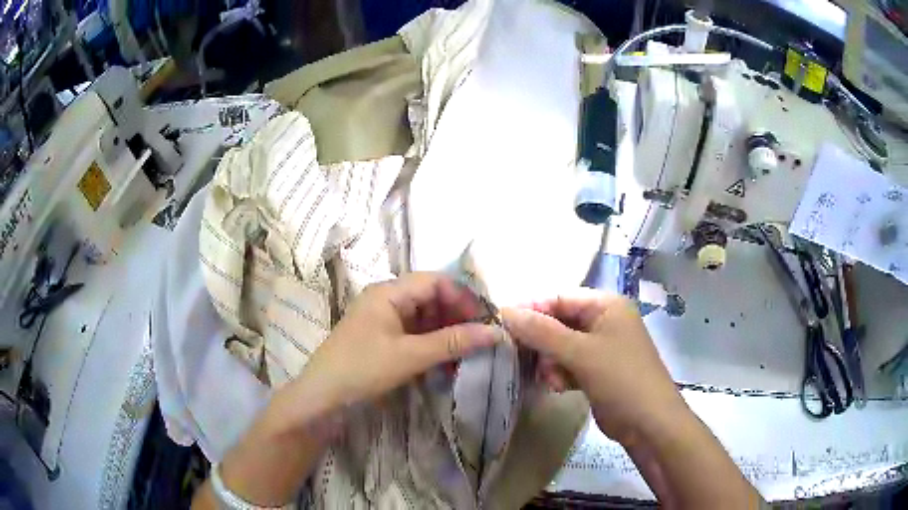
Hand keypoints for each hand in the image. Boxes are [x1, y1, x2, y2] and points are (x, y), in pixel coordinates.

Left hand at [284, 272, 499, 423]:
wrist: (322, 399)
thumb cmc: (362, 369)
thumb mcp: (410, 356)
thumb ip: (452, 342)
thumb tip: (495, 332)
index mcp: (388, 292)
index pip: (435, 281)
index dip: (463, 298)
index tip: (484, 321)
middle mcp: (386, 300)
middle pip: (431, 298)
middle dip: (457, 317)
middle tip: (479, 340)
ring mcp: (383, 321)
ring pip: (424, 318)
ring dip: (447, 333)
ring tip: (465, 354)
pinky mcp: (382, 340)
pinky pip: (415, 335)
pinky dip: (432, 346)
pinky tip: (446, 362)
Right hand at [502, 290, 686, 444]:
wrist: (649, 423)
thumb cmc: (620, 379)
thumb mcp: (580, 353)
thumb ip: (542, 332)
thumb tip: (505, 311)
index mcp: (606, 305)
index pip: (560, 297)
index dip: (532, 310)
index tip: (503, 325)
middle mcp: (605, 321)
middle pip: (559, 322)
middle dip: (542, 342)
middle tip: (522, 357)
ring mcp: (602, 347)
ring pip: (561, 346)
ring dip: (550, 361)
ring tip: (551, 379)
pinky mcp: (598, 370)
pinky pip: (569, 364)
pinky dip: (560, 374)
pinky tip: (560, 387)